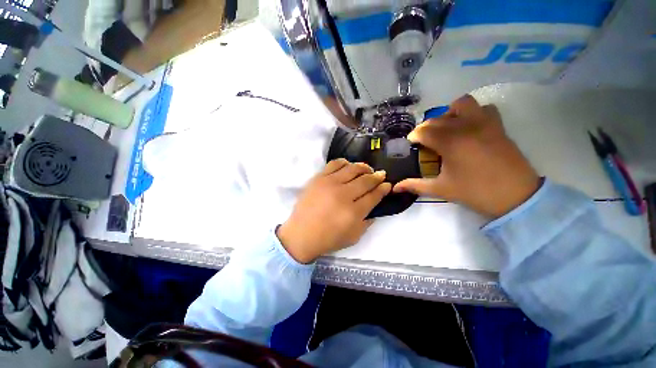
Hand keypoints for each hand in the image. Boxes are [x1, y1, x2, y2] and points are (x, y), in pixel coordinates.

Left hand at [277, 159, 391, 262]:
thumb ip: (367, 222)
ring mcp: (330, 184)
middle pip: (365, 180)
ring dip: (363, 167)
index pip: (374, 195)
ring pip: (352, 168)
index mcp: (354, 212)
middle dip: (377, 176)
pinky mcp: (319, 178)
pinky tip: (348, 166)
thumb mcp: (354, 237)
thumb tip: (375, 208)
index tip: (387, 184)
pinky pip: (335, 164)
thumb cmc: (328, 239)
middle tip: (381, 174)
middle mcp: (343, 195)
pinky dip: (345, 162)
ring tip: (367, 169)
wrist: (301, 234)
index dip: (383, 189)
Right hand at [394, 95, 539, 218]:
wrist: (516, 196)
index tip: (411, 143)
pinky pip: (484, 108)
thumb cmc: (475, 192)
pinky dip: (473, 113)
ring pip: (462, 104)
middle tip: (425, 141)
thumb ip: (415, 185)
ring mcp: (484, 124)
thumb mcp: (441, 189)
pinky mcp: (497, 126)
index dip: (414, 136)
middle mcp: (465, 127)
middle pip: (437, 118)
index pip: (424, 131)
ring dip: (450, 113)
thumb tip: (395, 188)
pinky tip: (469, 128)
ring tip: (447, 128)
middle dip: (426, 128)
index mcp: (450, 142)